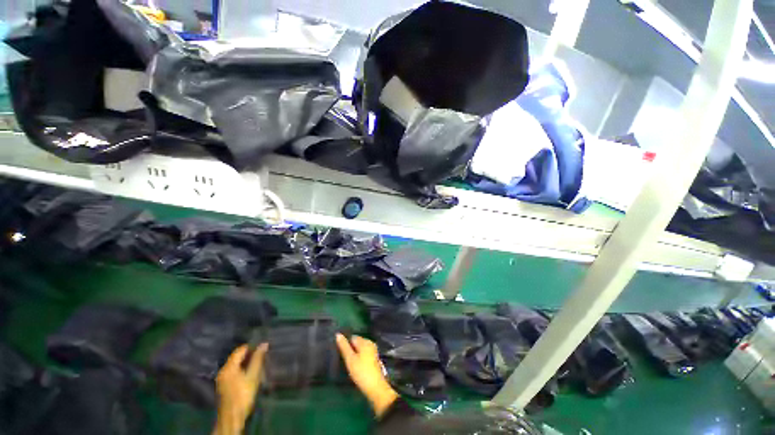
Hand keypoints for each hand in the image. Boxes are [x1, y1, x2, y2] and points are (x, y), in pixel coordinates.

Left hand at [213, 344, 267, 434]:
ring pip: (235, 364)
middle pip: (236, 357)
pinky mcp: (223, 385)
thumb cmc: (243, 395)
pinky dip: (241, 370)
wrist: (232, 417)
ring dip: (245, 363)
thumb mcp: (253, 376)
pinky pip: (233, 371)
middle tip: (261, 358)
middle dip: (249, 355)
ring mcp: (222, 378)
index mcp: (229, 367)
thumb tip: (264, 344)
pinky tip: (249, 375)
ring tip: (257, 366)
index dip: (251, 347)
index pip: (240, 350)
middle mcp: (223, 370)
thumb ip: (258, 359)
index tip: (262, 350)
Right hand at [336, 334, 398, 417]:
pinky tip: (356, 367)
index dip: (345, 344)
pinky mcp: (374, 359)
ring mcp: (373, 351)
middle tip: (344, 360)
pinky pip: (364, 354)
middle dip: (350, 349)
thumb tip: (338, 334)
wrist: (376, 388)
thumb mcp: (350, 359)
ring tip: (348, 364)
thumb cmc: (361, 372)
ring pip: (360, 349)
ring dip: (354, 354)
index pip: (352, 337)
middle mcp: (370, 343)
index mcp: (365, 341)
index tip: (340, 353)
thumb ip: (344, 346)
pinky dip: (359, 358)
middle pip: (357, 342)